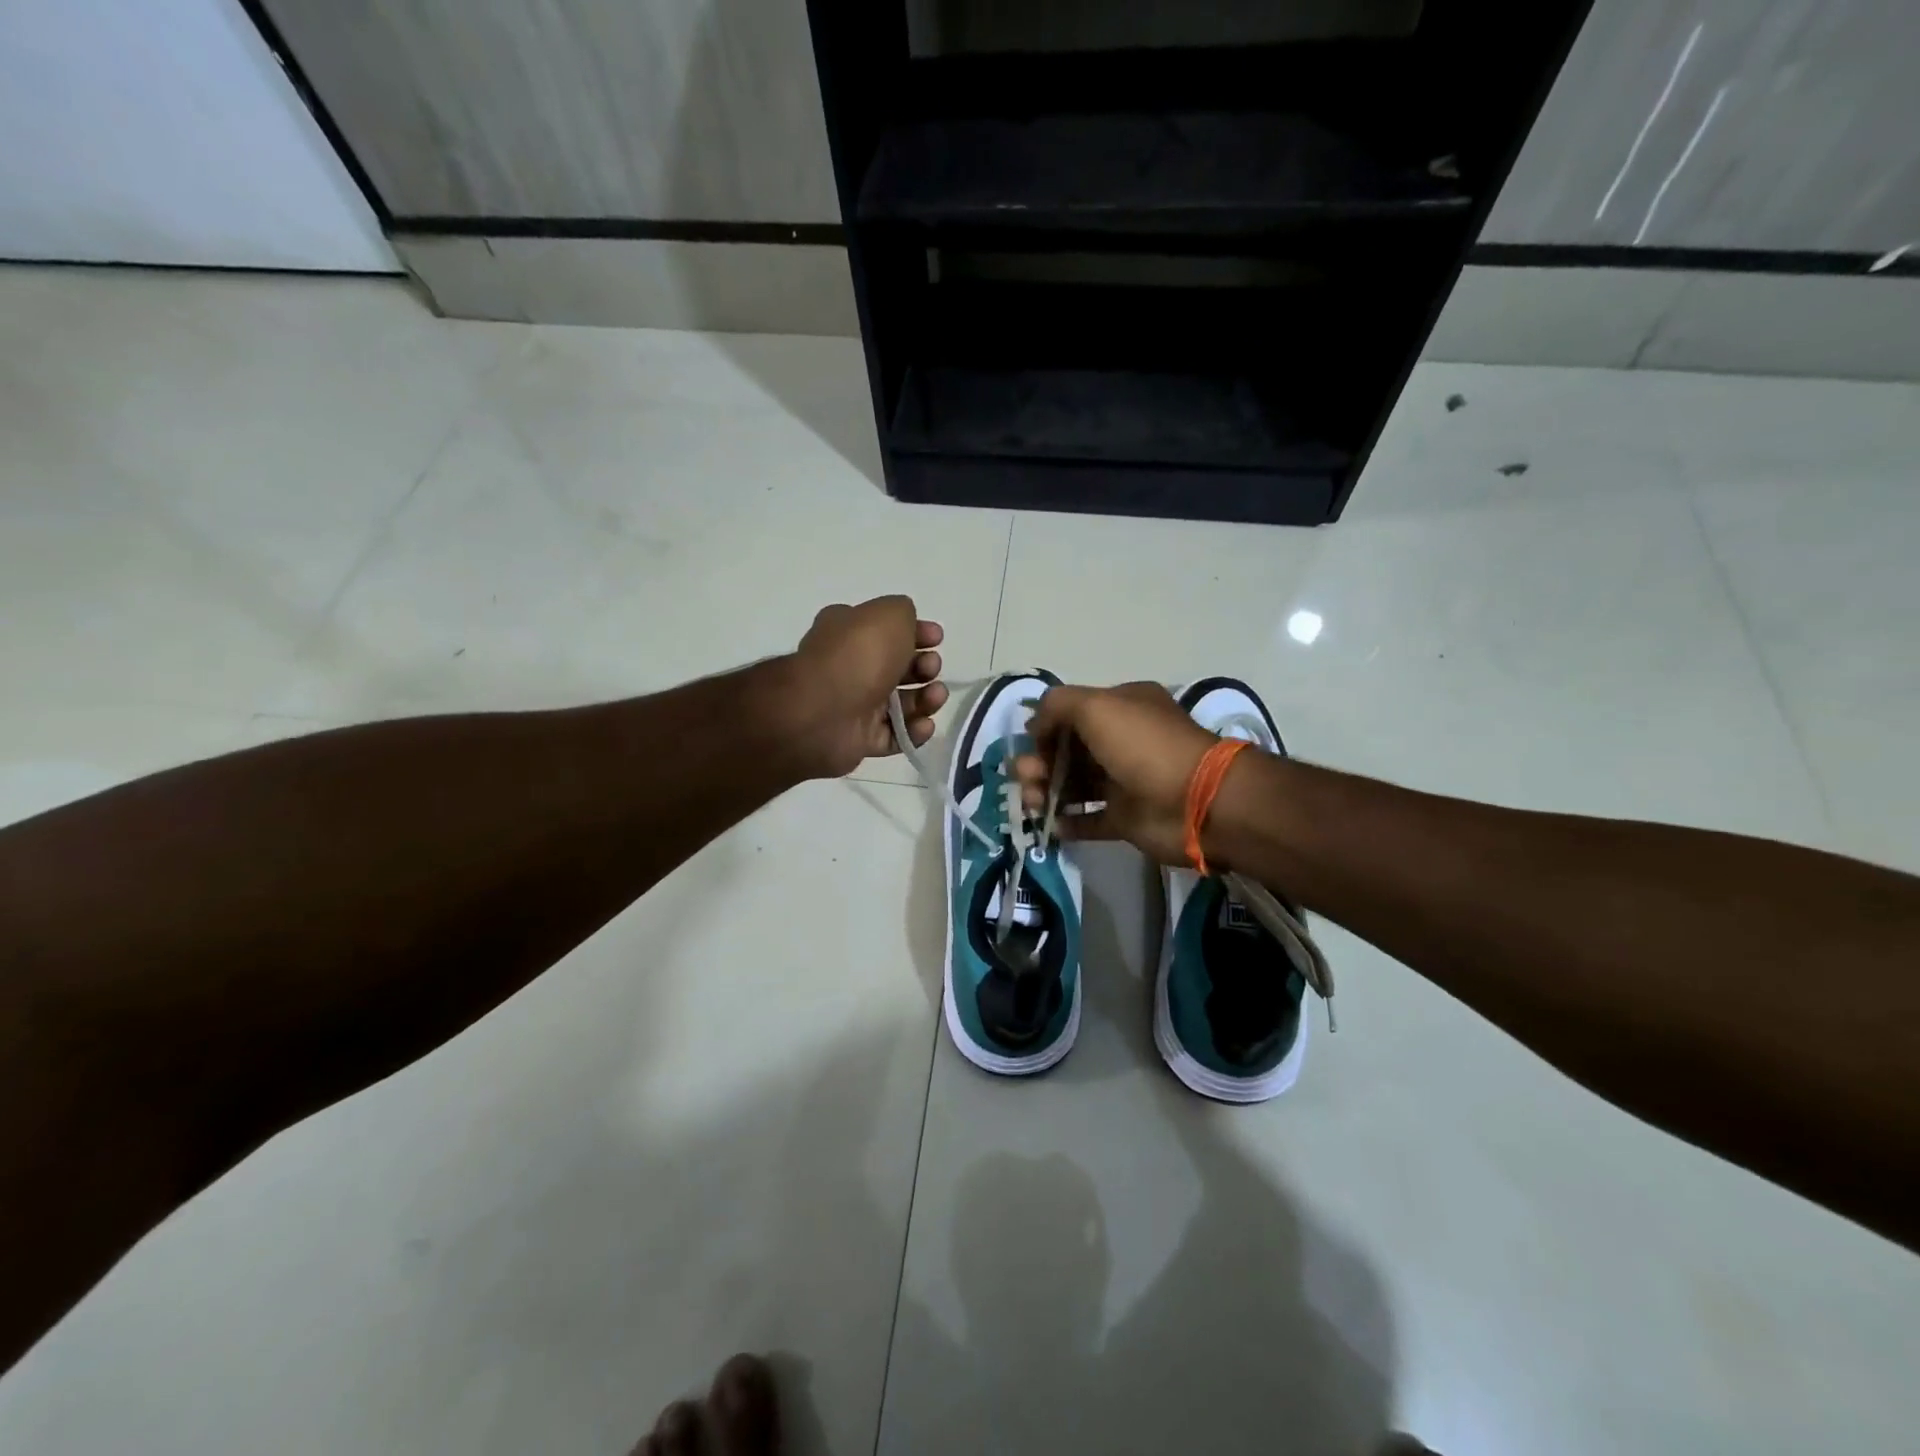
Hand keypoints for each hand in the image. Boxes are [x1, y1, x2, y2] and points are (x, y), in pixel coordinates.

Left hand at [789, 596, 947, 778]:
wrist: (824, 711)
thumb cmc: (858, 655)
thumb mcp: (889, 614)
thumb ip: (904, 613)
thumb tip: (910, 628)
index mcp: (849, 632)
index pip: (888, 630)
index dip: (917, 633)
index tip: (937, 638)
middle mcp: (851, 667)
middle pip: (899, 668)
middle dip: (924, 667)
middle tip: (931, 669)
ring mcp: (855, 705)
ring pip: (901, 704)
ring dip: (926, 700)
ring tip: (935, 697)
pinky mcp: (860, 739)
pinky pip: (895, 736)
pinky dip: (913, 732)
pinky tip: (924, 725)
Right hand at [1013, 682, 1217, 864]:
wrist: (1196, 802)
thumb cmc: (1143, 746)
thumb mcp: (1096, 707)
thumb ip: (1057, 705)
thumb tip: (1034, 725)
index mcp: (1121, 708)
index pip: (1071, 713)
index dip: (1045, 727)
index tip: (1029, 744)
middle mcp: (1122, 741)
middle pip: (1067, 750)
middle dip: (1039, 762)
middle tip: (1026, 778)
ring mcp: (1124, 781)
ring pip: (1073, 784)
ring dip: (1046, 791)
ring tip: (1033, 803)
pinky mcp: (1126, 818)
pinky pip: (1088, 819)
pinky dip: (1067, 821)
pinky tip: (1051, 825)